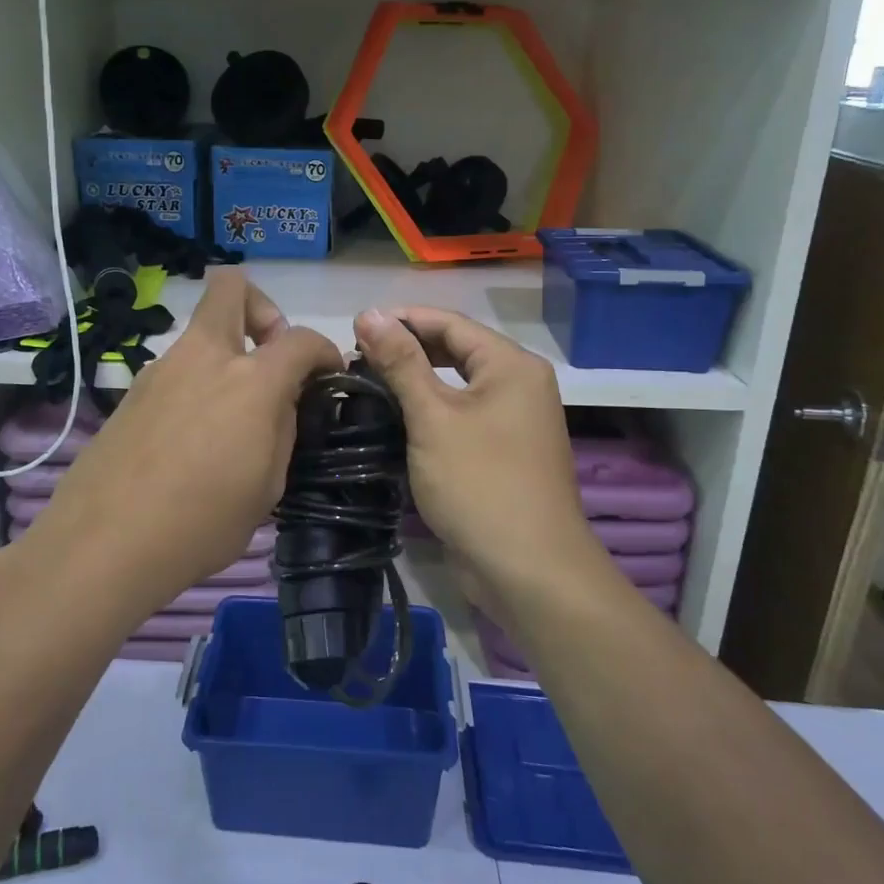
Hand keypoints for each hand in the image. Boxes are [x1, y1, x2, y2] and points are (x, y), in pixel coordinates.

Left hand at [27, 270, 341, 618]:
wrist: (104, 542)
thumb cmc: (201, 523)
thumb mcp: (267, 487)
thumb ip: (282, 430)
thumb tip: (282, 402)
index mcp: (250, 380)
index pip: (301, 339)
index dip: (325, 352)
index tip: (328, 375)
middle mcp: (205, 357)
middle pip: (231, 287)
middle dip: (262, 308)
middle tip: (270, 356)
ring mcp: (161, 369)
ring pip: (201, 333)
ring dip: (226, 354)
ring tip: (231, 415)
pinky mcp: (132, 391)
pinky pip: (176, 369)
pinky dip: (196, 383)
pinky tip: (192, 436)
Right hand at [355, 307, 596, 604]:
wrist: (529, 570)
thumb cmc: (480, 483)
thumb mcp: (433, 418)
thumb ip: (401, 363)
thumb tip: (369, 313)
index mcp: (511, 365)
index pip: (451, 323)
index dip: (403, 319)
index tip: (355, 325)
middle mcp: (519, 385)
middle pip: (456, 350)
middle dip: (408, 348)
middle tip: (357, 355)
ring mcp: (514, 421)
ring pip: (457, 385)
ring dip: (415, 380)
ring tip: (368, 382)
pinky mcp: (502, 452)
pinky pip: (461, 416)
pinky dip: (430, 410)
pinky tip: (395, 417)